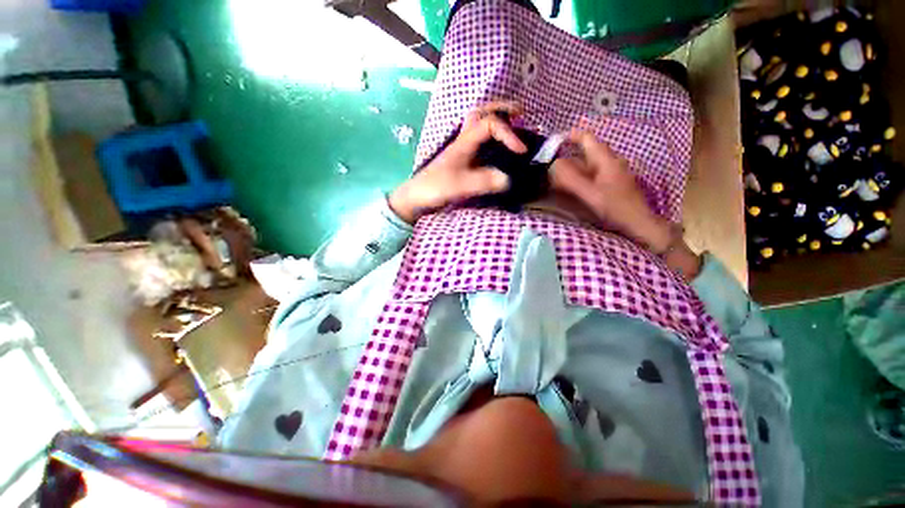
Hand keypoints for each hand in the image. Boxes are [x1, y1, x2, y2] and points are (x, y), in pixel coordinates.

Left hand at [389, 101, 526, 222]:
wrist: (417, 197)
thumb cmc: (436, 188)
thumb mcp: (461, 186)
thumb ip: (484, 182)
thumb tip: (508, 180)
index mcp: (464, 142)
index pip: (490, 124)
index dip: (508, 134)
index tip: (521, 151)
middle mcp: (463, 141)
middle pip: (480, 113)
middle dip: (501, 109)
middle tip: (520, 113)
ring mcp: (461, 150)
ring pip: (477, 124)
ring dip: (495, 120)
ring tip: (512, 124)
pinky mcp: (460, 160)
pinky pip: (477, 140)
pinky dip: (489, 137)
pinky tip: (496, 147)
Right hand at [550, 130, 671, 250]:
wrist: (638, 224)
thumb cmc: (615, 208)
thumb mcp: (590, 194)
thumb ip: (571, 179)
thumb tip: (553, 165)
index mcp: (606, 160)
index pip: (587, 139)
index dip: (570, 136)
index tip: (553, 141)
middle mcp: (611, 162)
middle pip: (588, 150)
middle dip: (569, 152)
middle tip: (550, 160)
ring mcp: (613, 173)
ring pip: (590, 163)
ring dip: (574, 165)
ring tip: (557, 172)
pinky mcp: (613, 183)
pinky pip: (593, 173)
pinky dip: (580, 175)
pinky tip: (573, 184)